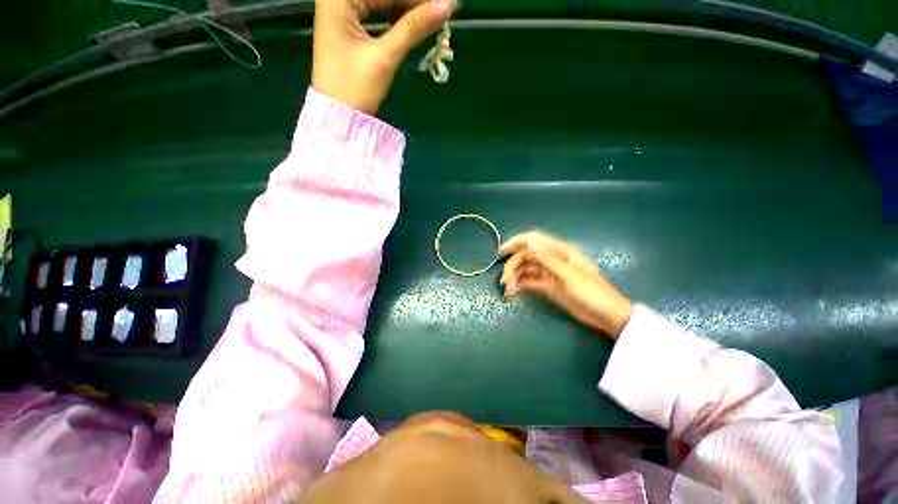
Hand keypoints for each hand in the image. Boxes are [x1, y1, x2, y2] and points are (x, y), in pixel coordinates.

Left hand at [312, 0, 456, 114]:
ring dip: (407, 9)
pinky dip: (396, 18)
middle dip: (413, 2)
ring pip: (382, 0)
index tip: (446, 3)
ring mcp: (342, 10)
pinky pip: (378, 12)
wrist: (338, 116)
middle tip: (442, 11)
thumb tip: (448, 5)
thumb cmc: (354, 87)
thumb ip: (414, 28)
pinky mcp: (349, 25)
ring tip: (432, 18)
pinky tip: (414, 24)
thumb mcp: (384, 57)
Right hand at [499, 231, 633, 338]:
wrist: (606, 315)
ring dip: (514, 277)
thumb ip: (548, 258)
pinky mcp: (547, 286)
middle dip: (512, 266)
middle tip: (504, 280)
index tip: (501, 252)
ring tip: (507, 289)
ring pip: (525, 270)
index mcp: (559, 251)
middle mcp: (551, 259)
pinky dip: (519, 286)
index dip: (515, 242)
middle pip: (526, 256)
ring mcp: (548, 273)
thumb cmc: (592, 292)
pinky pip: (529, 282)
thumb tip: (529, 242)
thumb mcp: (570, 275)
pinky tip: (512, 293)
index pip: (533, 239)